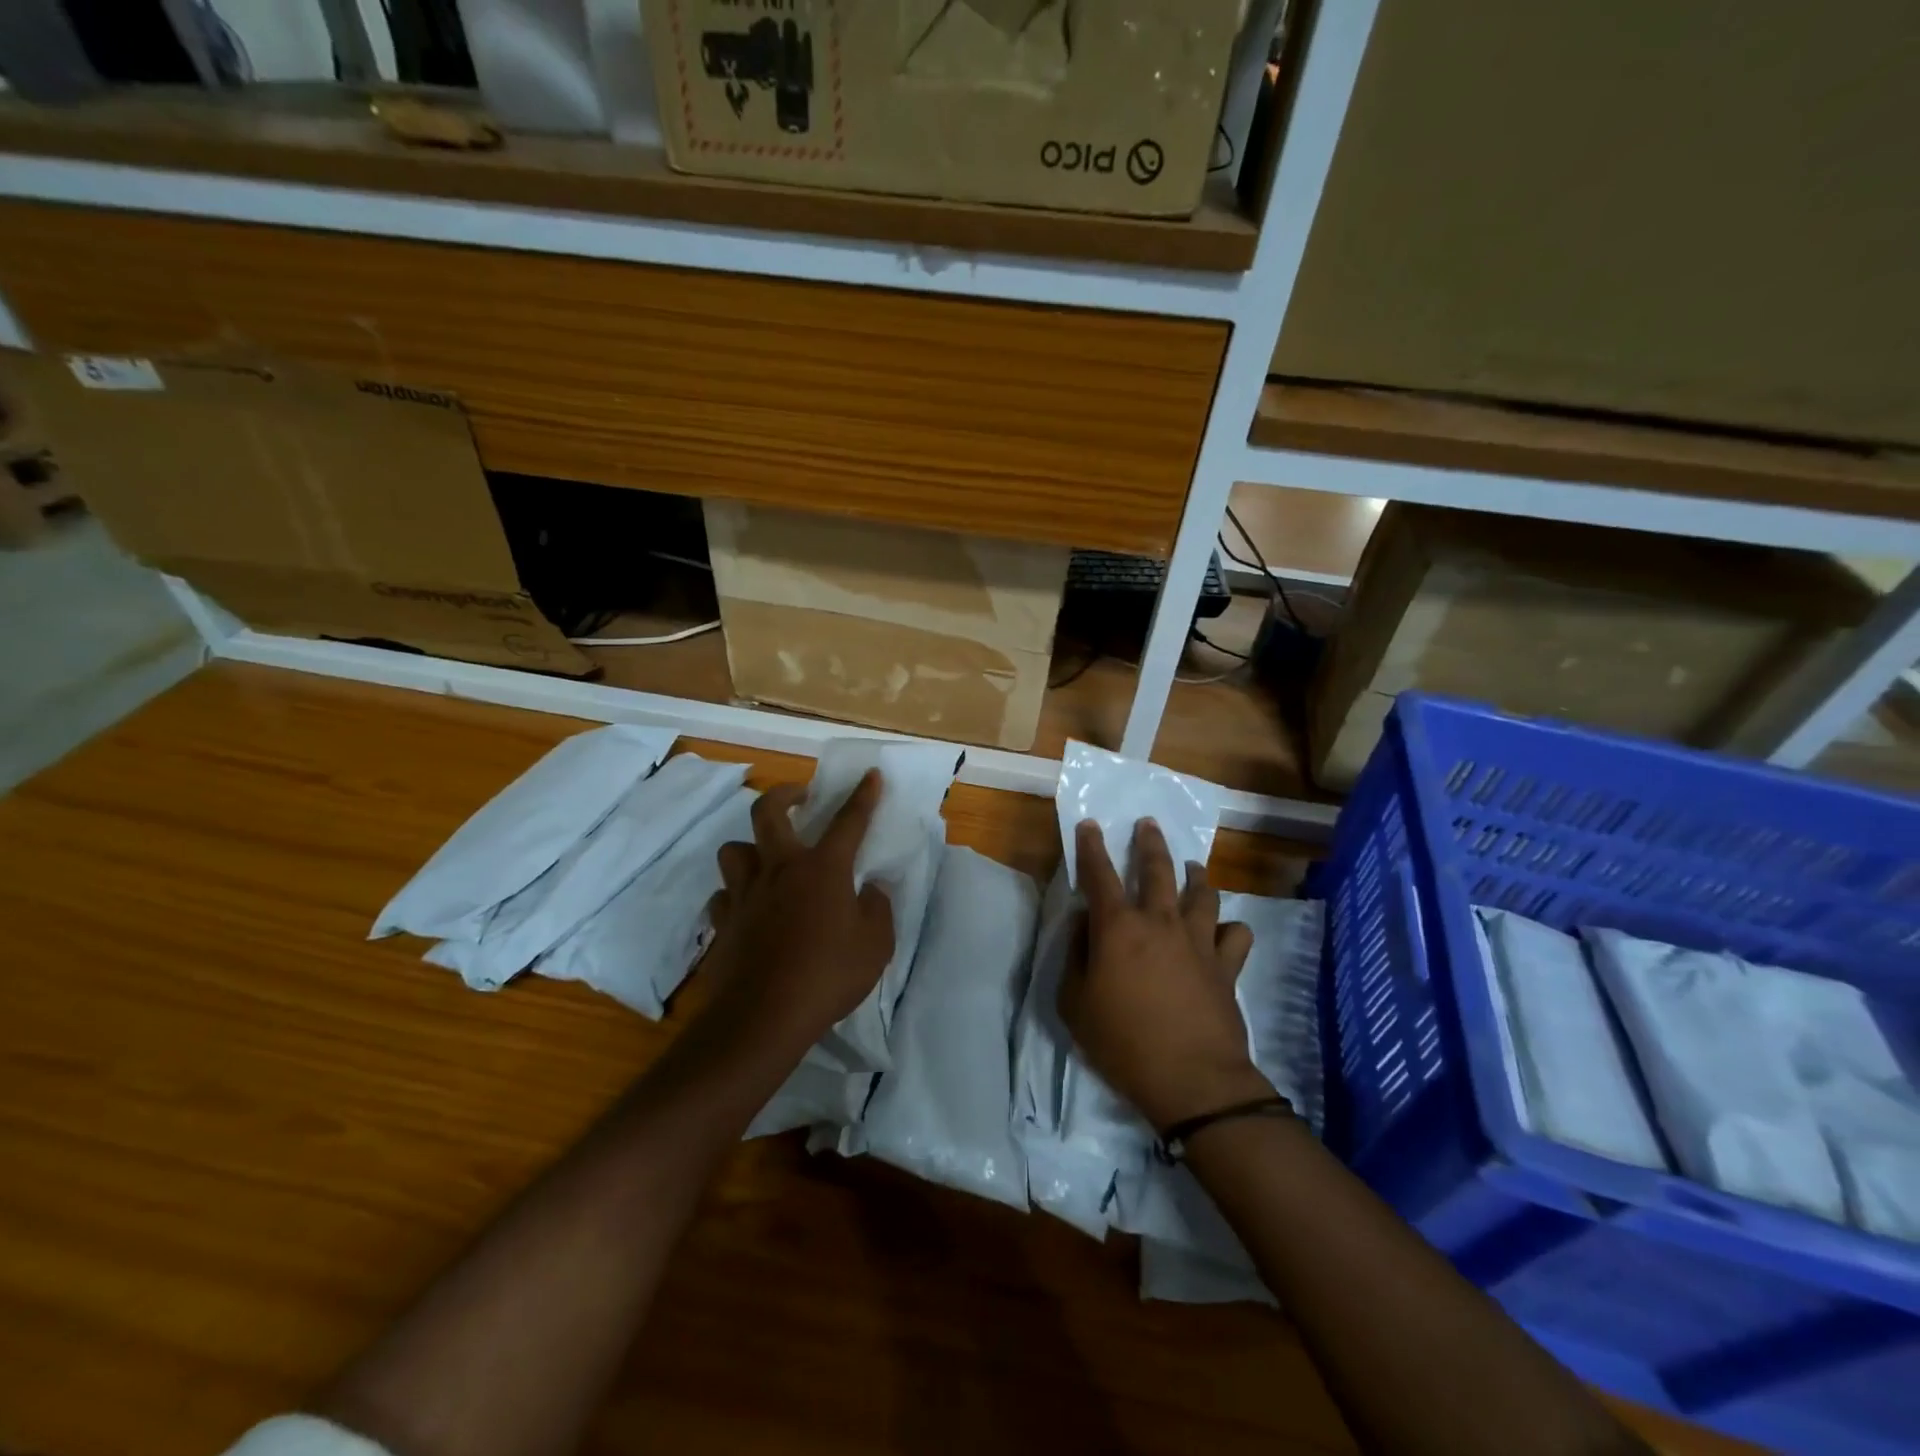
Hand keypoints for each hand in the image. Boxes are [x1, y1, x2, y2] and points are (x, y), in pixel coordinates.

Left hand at [700, 770, 894, 1063]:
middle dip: (785, 794)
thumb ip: (878, 909)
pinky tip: (747, 909)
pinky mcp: (723, 922)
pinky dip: (735, 896)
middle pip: (768, 812)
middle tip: (799, 797)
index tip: (870, 775)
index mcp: (822, 869)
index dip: (863, 795)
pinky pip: (723, 896)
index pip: (849, 821)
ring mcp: (745, 894)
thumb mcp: (876, 945)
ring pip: (734, 849)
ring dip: (750, 847)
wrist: (763, 1017)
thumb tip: (871, 888)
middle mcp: (780, 869)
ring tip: (766, 860)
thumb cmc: (828, 975)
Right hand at [1058, 818, 1271, 1132]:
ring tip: (1193, 867)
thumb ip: (1075, 955)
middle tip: (1148, 824)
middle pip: (1157, 869)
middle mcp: (1160, 921)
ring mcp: (1198, 940)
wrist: (1191, 1079)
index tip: (1091, 824)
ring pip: (1202, 892)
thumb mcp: (1075, 1003)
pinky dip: (1230, 927)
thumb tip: (1084, 923)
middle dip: (1149, 842)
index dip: (1092, 847)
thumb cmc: (1122, 1041)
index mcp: (1118, 927)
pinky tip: (1224, 930)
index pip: (1100, 874)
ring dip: (1196, 875)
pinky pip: (1236, 933)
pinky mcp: (1226, 964)